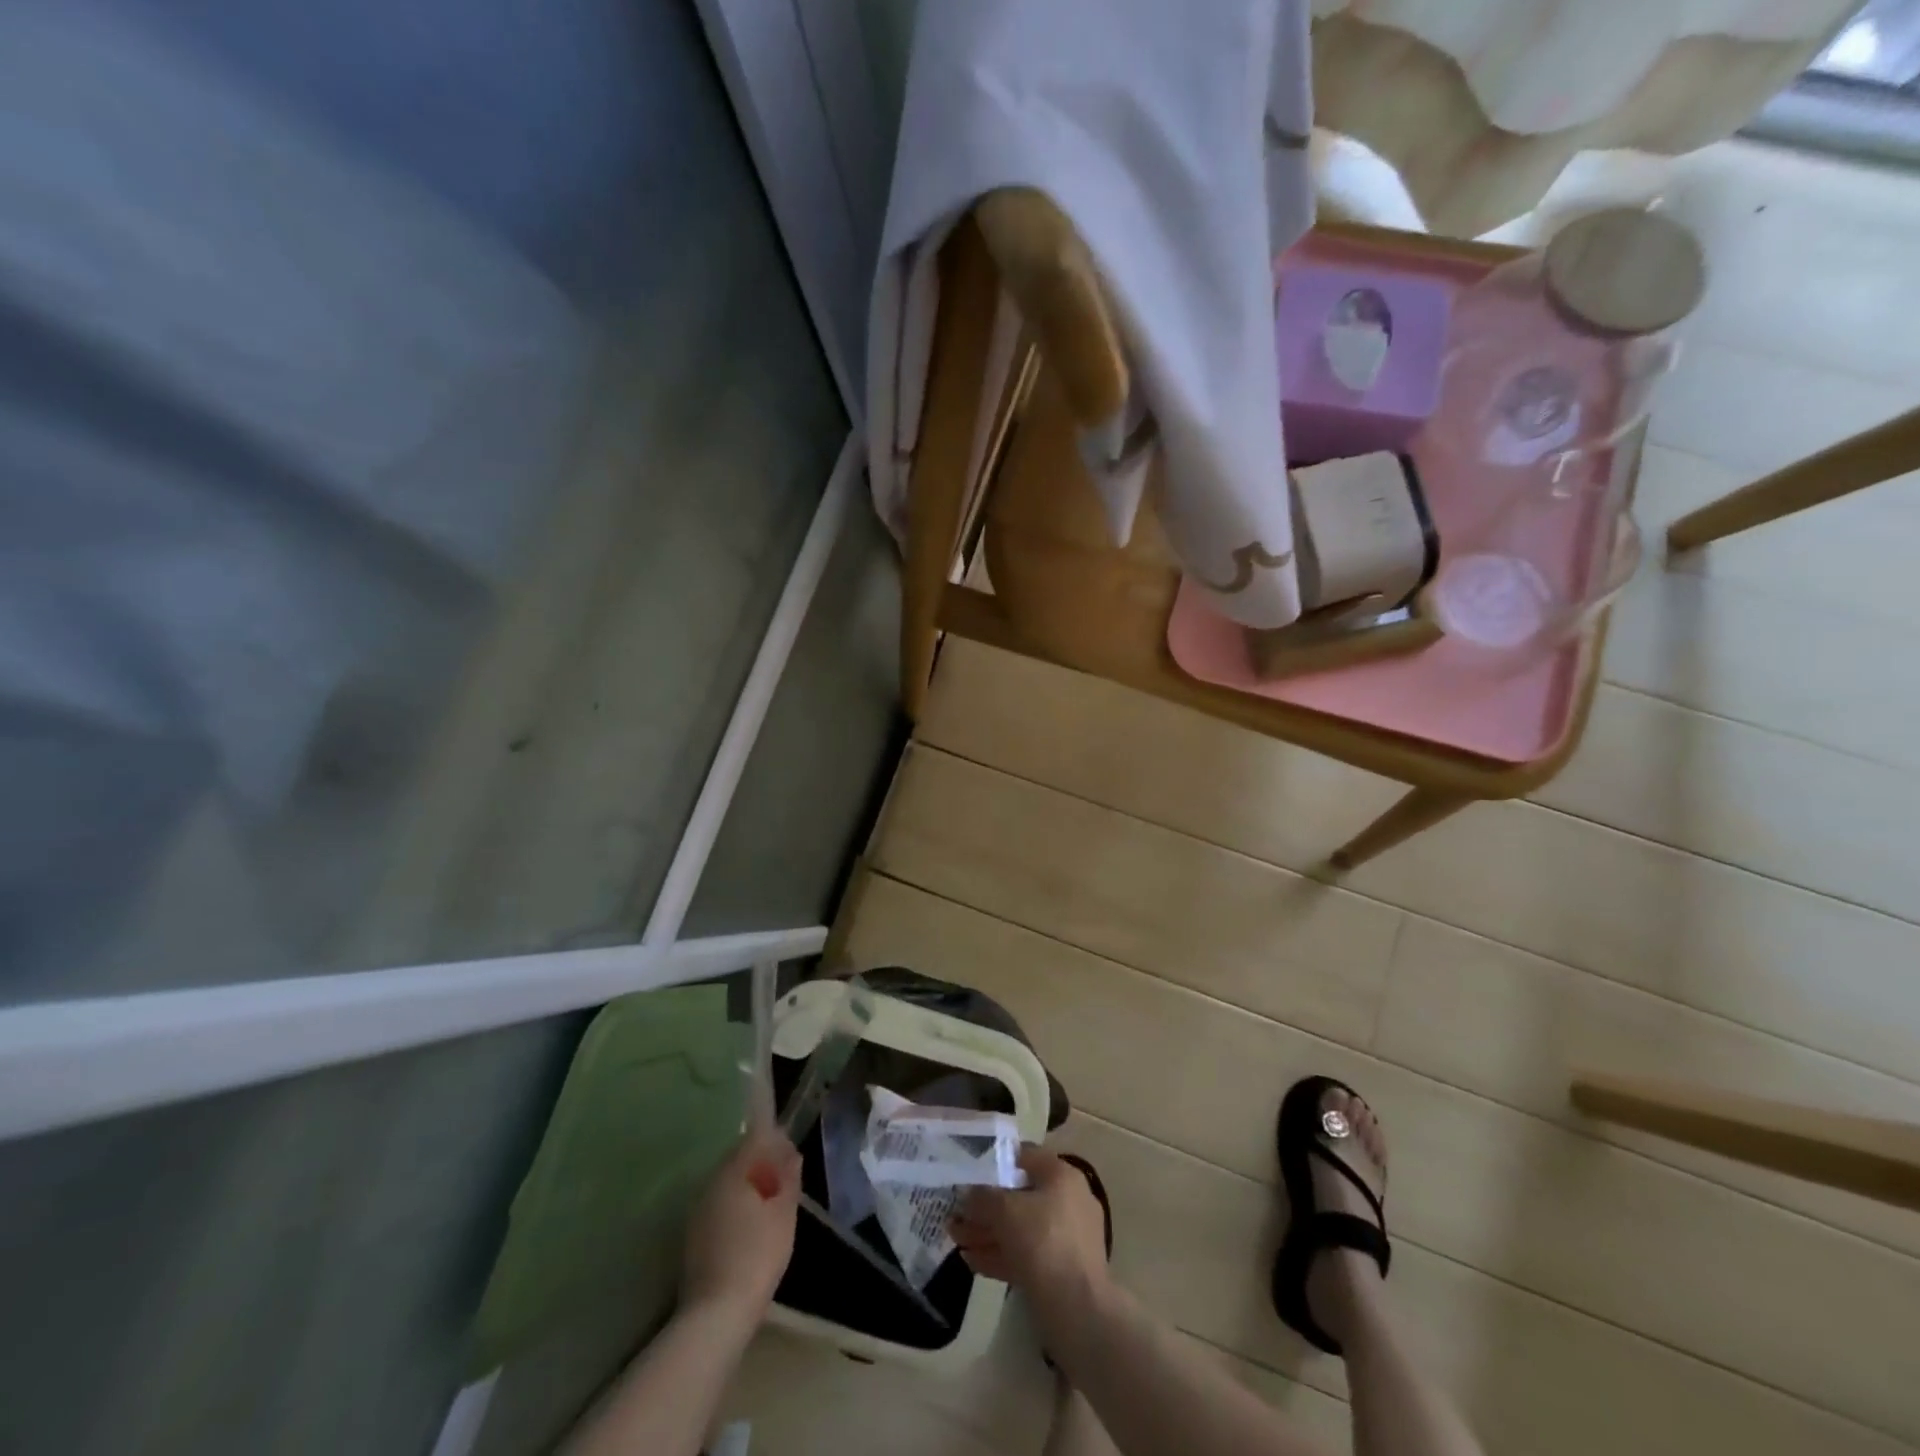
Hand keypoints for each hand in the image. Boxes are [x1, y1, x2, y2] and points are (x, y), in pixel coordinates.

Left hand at [680, 1126, 801, 1324]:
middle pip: (738, 1159)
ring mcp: (698, 1211)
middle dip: (761, 1163)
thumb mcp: (784, 1213)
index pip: (754, 1138)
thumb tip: (792, 1154)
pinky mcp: (693, 1236)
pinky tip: (751, 1226)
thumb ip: (788, 1178)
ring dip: (748, 1185)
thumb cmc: (758, 1254)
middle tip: (785, 1180)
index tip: (791, 1154)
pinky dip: (736, 1206)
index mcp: (732, 1172)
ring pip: (727, 1184)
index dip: (775, 1140)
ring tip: (771, 1204)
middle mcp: (710, 1184)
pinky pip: (719, 1206)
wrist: (716, 1313)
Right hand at [950, 1147, 1108, 1303]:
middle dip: (985, 1206)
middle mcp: (1067, 1201)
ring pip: (1020, 1228)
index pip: (1024, 1155)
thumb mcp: (1005, 1210)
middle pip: (1019, 1196)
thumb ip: (982, 1197)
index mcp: (1061, 1176)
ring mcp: (1066, 1238)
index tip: (969, 1171)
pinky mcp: (1061, 1270)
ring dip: (987, 1232)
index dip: (995, 1161)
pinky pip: (1026, 1254)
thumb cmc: (1044, 1243)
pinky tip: (971, 1261)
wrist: (1079, 1311)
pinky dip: (1000, 1255)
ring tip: (956, 1239)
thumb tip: (968, 1194)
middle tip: (956, 1214)